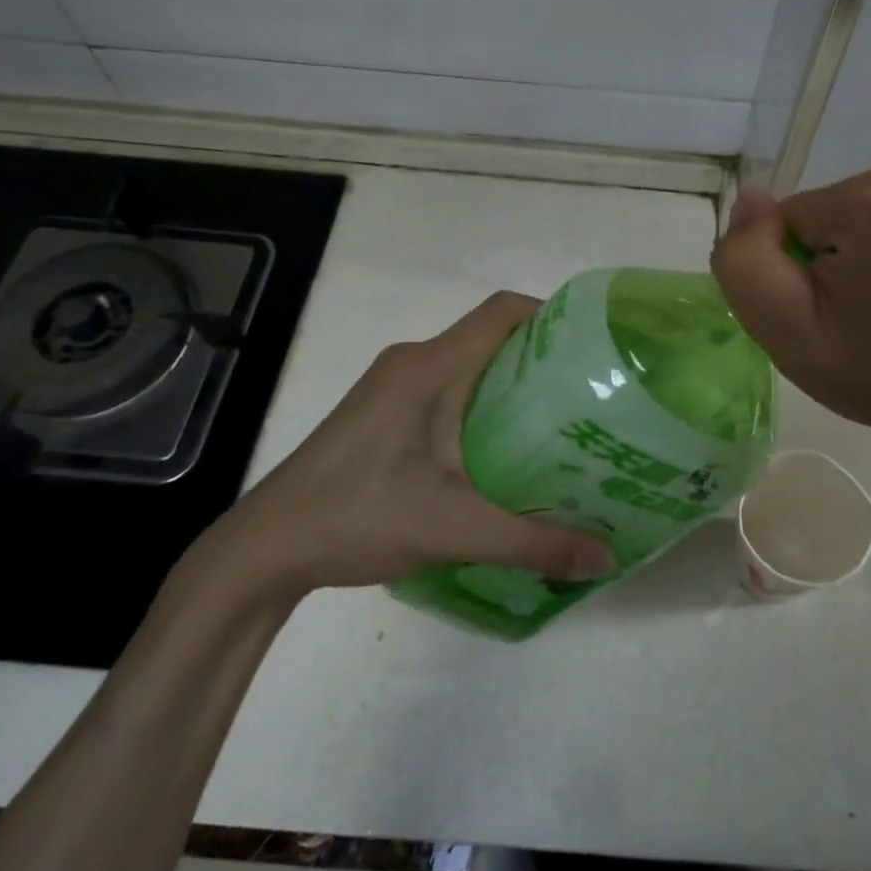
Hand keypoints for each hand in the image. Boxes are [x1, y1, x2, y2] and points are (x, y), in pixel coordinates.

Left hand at [204, 292, 615, 597]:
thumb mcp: (454, 529)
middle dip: (544, 360)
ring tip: (561, 428)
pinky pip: (448, 390)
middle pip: (491, 338)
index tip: (595, 351)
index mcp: (429, 368)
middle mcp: (412, 363)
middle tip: (592, 399)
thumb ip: (533, 543)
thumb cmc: (357, 518)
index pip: (503, 312)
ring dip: (514, 387)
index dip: (554, 317)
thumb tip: (604, 559)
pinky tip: (505, 453)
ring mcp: (393, 387)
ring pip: (469, 366)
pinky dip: (484, 407)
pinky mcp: (383, 412)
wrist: (265, 549)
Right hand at [711, 147, 870, 465]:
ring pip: (858, 207)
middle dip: (830, 256)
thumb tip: (750, 202)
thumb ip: (745, 259)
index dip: (797, 270)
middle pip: (826, 210)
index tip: (831, 311)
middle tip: (859, 311)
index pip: (788, 221)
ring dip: (861, 247)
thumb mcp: (787, 331)